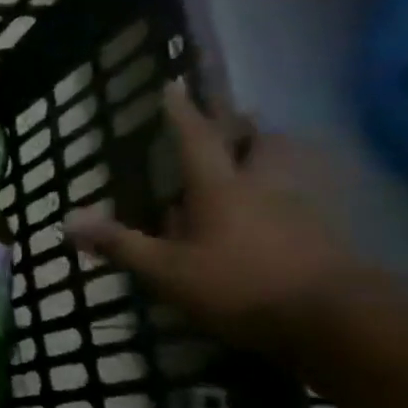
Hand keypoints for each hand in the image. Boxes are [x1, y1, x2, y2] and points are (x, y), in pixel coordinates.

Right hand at [65, 82, 349, 355]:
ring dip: (273, 157)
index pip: (197, 138)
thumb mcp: (166, 270)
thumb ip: (120, 244)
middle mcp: (264, 186)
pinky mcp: (330, 235)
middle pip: (263, 141)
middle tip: (229, 129)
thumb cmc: (240, 286)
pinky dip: (289, 196)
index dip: (182, 112)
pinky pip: (306, 199)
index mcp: (220, 187)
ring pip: (291, 166)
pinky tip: (275, 216)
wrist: (339, 321)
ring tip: (253, 167)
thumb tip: (68, 221)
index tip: (174, 85)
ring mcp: (304, 209)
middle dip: (246, 129)